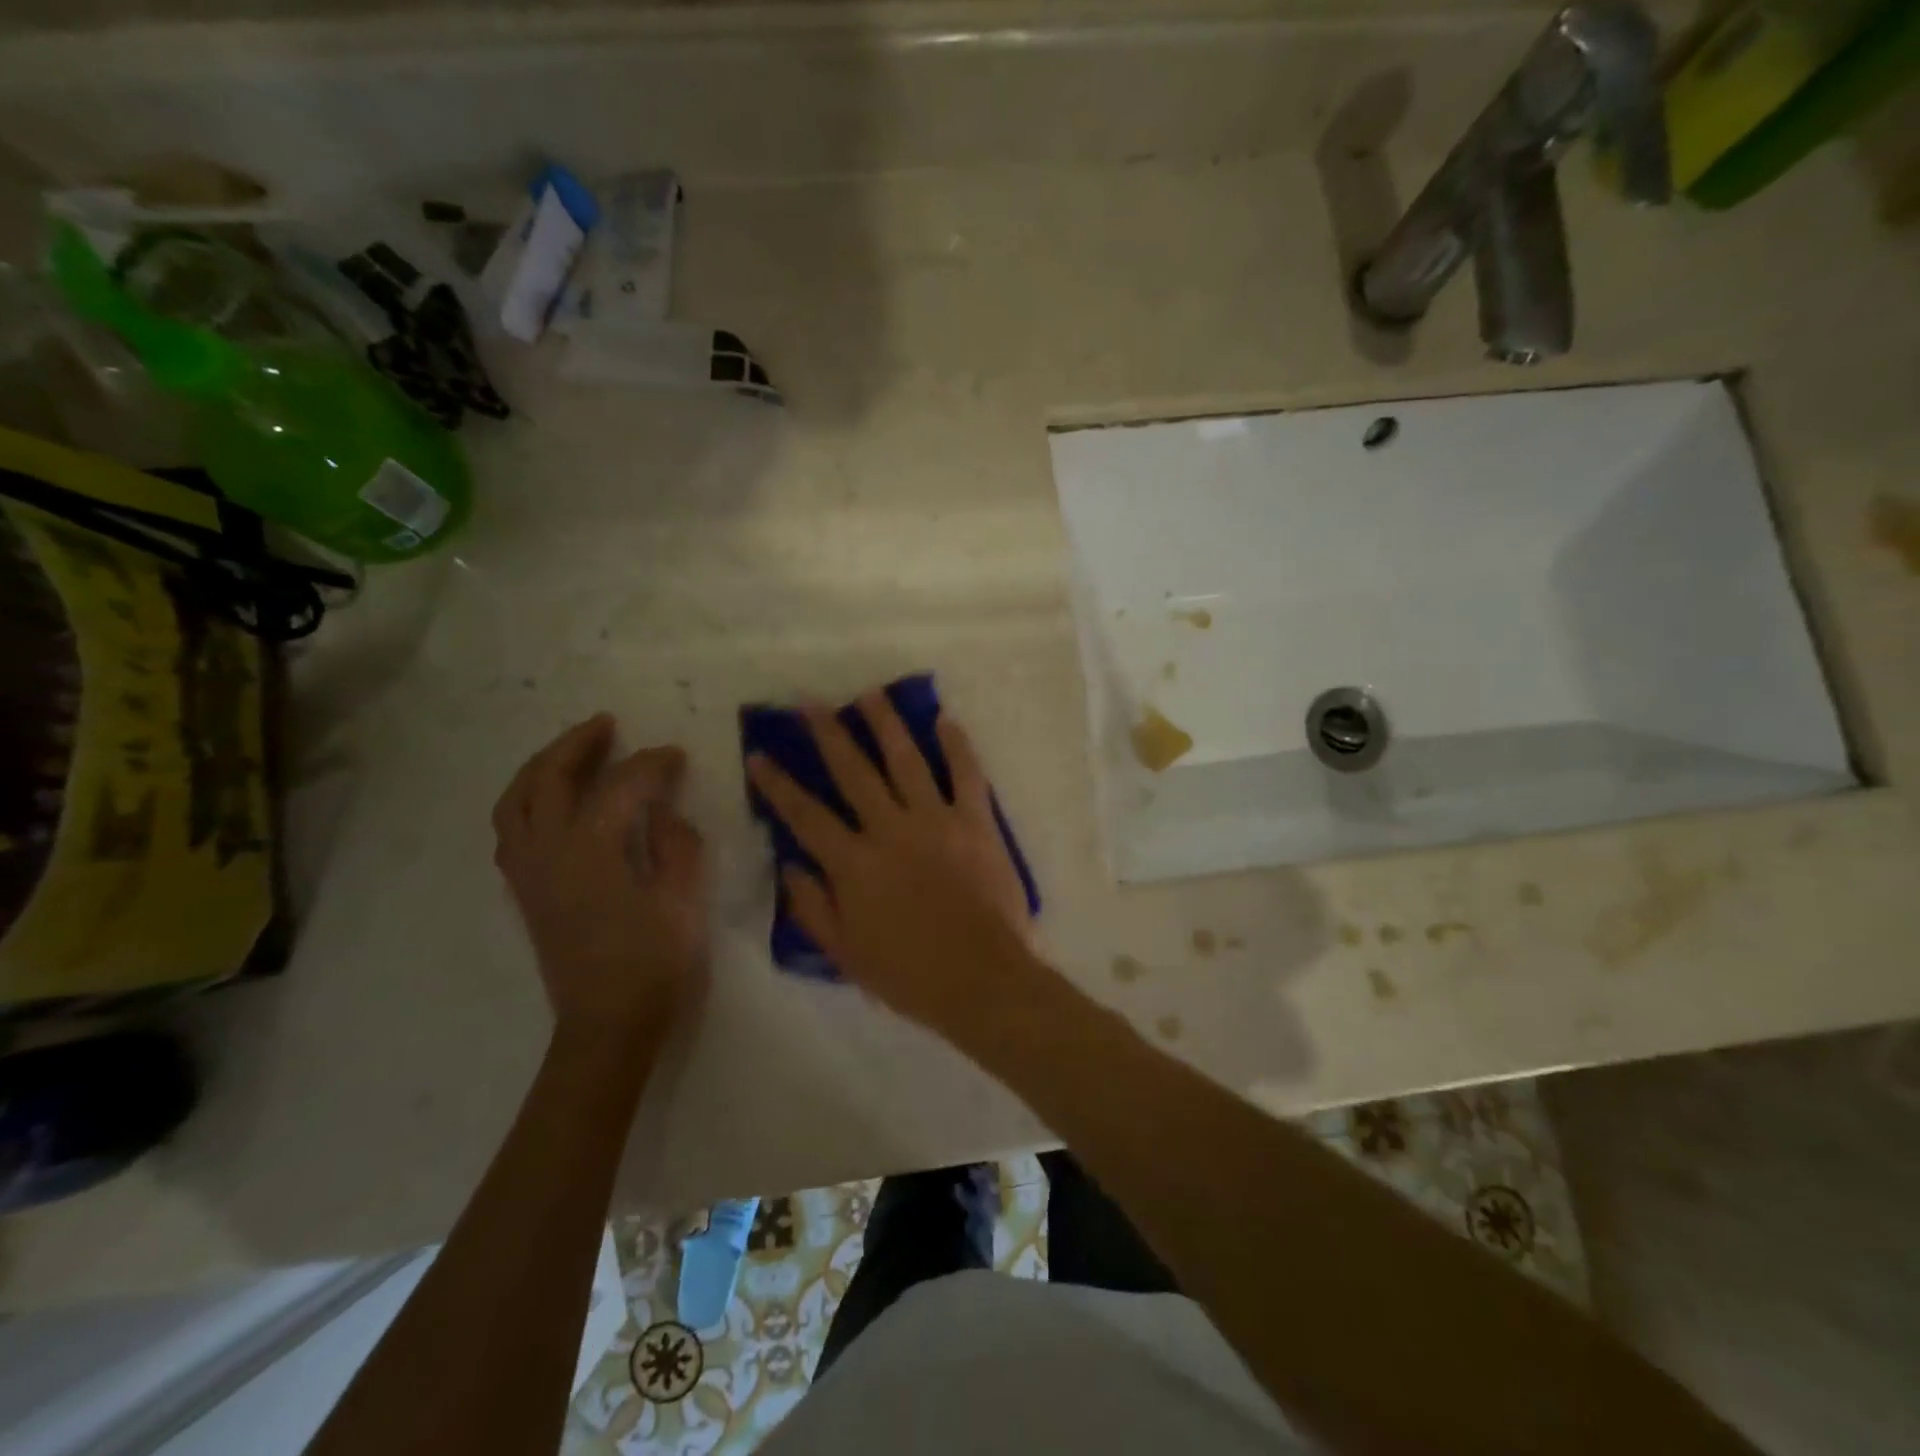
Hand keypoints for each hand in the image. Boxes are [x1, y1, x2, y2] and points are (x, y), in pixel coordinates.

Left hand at [493, 715, 707, 1047]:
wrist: (607, 1028)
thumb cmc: (655, 968)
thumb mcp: (684, 904)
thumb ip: (678, 848)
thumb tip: (667, 814)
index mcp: (592, 852)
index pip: (620, 787)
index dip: (651, 764)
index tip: (677, 755)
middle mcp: (548, 853)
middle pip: (547, 780)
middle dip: (577, 745)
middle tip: (607, 725)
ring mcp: (529, 874)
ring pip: (515, 803)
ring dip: (541, 768)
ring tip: (572, 752)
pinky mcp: (526, 893)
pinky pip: (511, 831)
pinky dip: (527, 802)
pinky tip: (553, 803)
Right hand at [746, 694, 1039, 1040]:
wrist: (983, 980)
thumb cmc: (910, 975)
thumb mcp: (846, 954)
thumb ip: (813, 907)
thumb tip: (790, 865)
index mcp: (854, 864)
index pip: (805, 815)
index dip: (778, 784)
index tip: (759, 753)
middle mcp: (890, 830)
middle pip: (853, 772)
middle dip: (828, 734)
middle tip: (811, 703)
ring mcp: (936, 821)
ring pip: (906, 760)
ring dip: (886, 724)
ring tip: (871, 695)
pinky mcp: (976, 822)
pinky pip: (966, 774)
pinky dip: (956, 745)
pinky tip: (945, 720)